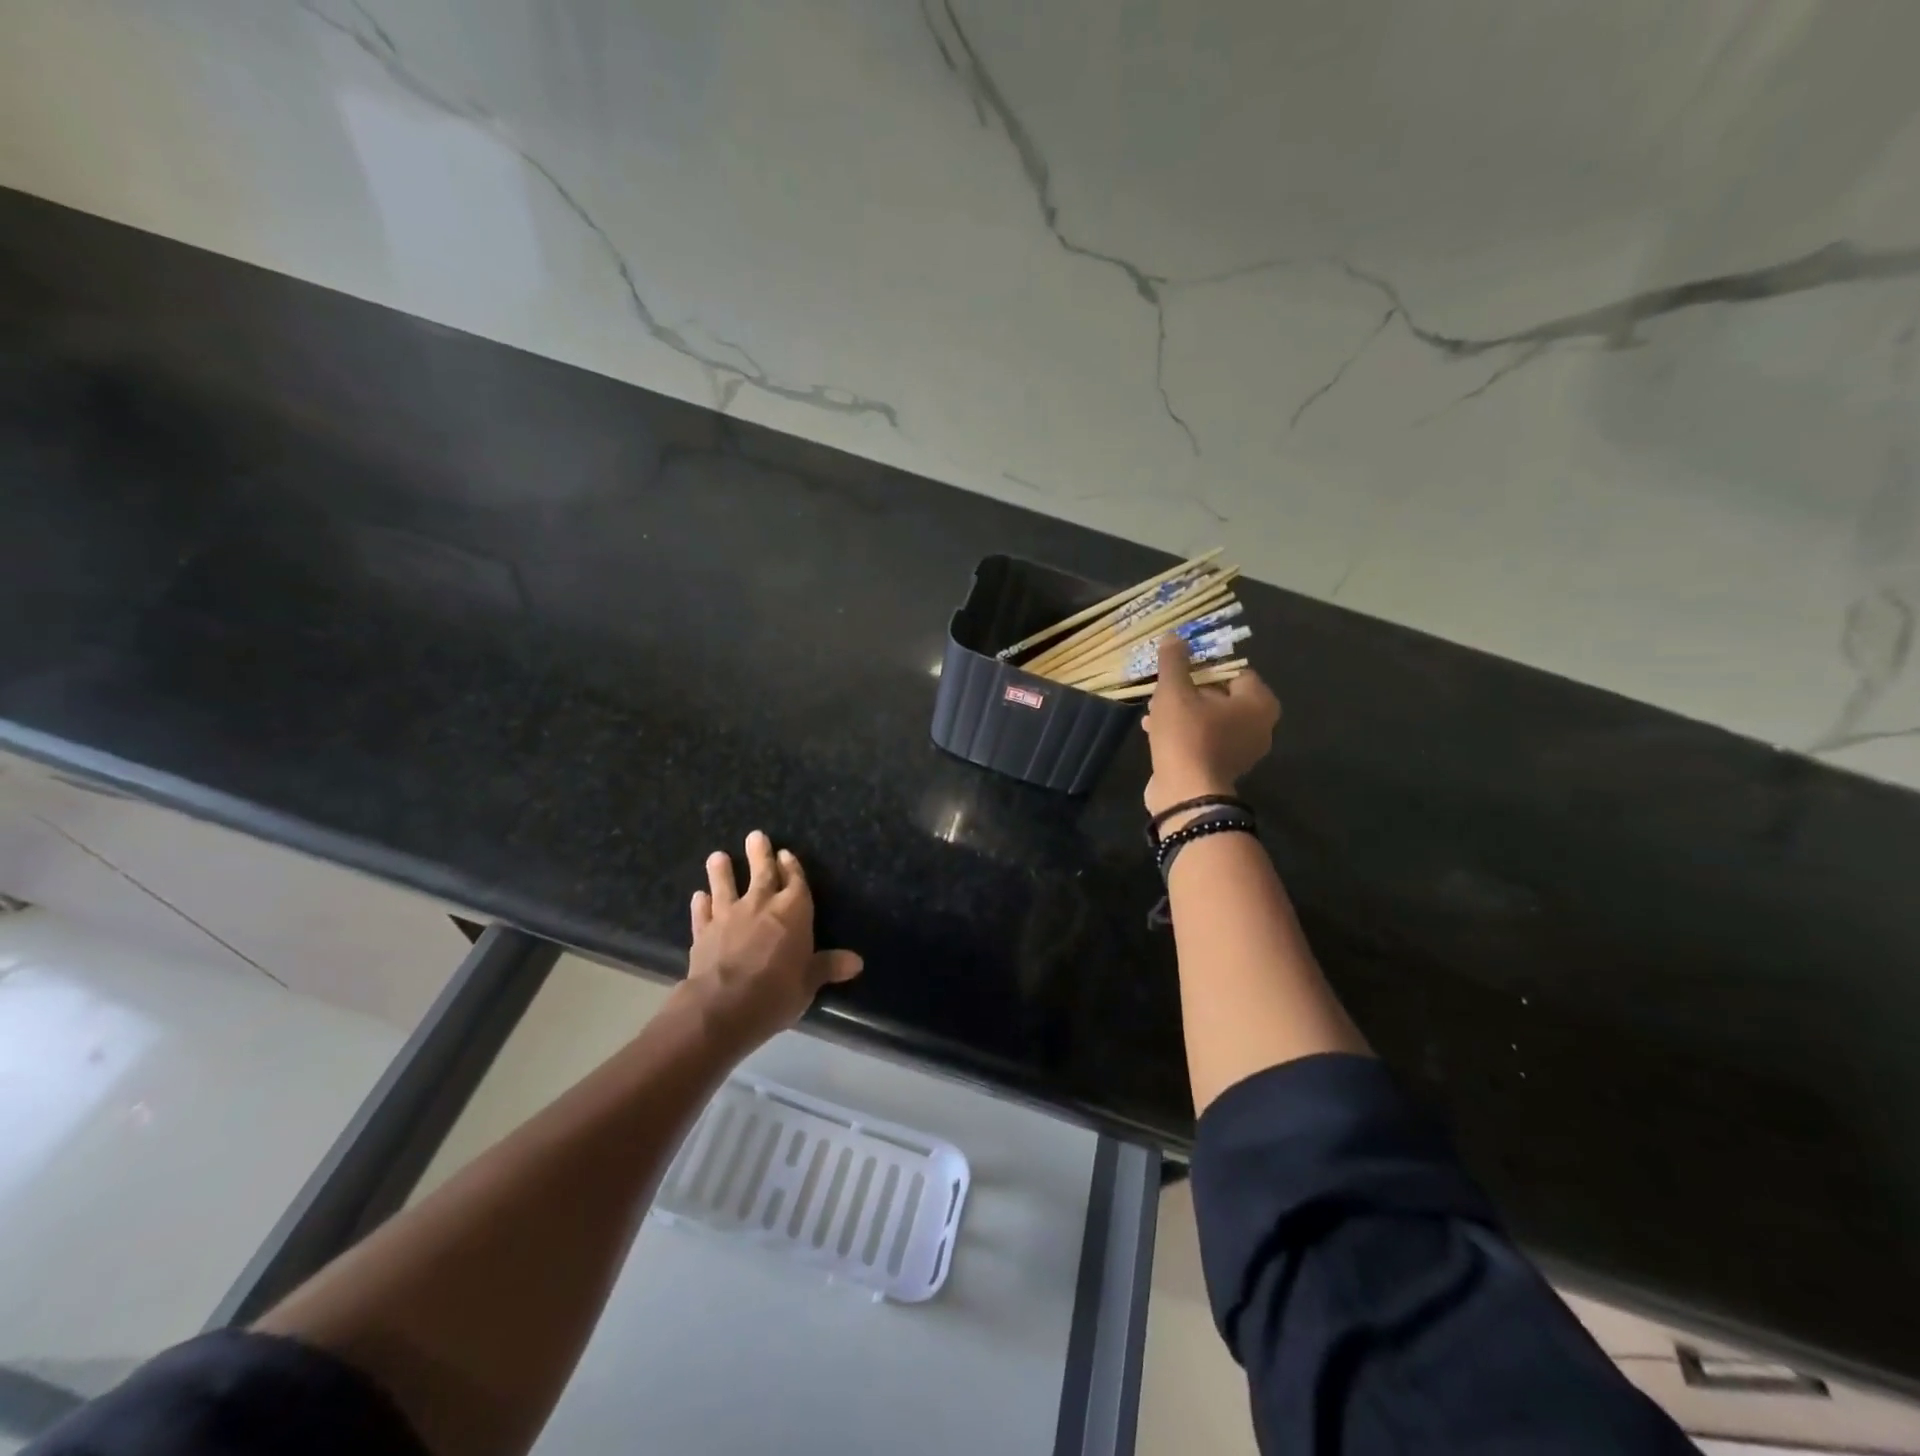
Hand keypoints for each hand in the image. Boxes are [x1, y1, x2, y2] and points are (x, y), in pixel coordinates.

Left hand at [684, 831, 863, 1047]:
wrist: (723, 1006)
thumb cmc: (777, 991)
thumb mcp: (809, 982)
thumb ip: (828, 966)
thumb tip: (857, 962)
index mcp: (793, 911)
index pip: (795, 881)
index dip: (792, 867)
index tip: (786, 854)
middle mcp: (761, 905)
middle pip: (762, 874)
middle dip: (760, 854)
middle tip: (755, 836)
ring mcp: (728, 916)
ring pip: (725, 886)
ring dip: (722, 871)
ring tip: (717, 856)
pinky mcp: (703, 933)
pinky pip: (702, 913)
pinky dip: (700, 904)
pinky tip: (698, 897)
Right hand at [1143, 635, 1280, 817]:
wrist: (1186, 793)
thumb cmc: (1187, 735)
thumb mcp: (1175, 691)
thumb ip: (1175, 662)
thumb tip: (1174, 636)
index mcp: (1258, 702)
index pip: (1235, 670)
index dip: (1205, 666)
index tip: (1179, 669)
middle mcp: (1259, 725)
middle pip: (1221, 695)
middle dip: (1189, 691)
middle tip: (1162, 689)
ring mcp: (1243, 750)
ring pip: (1209, 719)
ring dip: (1182, 713)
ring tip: (1152, 711)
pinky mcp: (1223, 768)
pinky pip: (1205, 740)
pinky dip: (1184, 733)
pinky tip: (1154, 731)